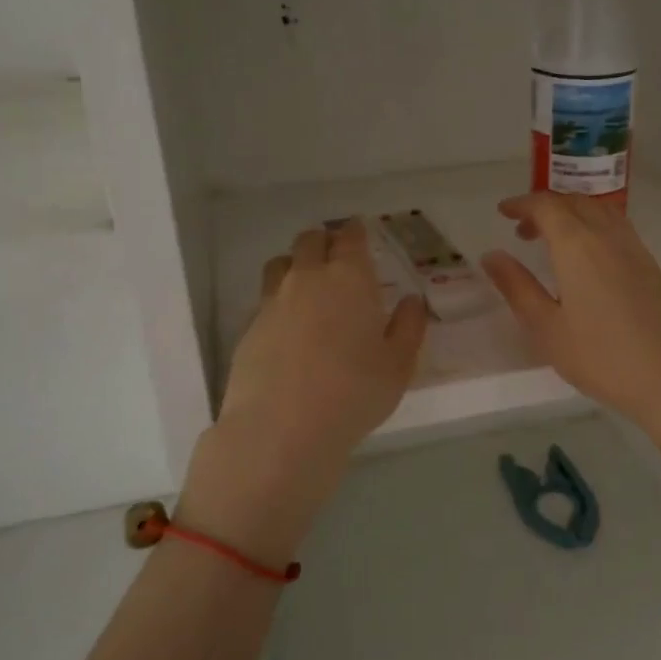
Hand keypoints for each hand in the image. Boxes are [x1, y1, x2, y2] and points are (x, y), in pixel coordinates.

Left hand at [184, 221, 428, 556]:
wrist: (282, 428)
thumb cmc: (354, 393)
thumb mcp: (398, 365)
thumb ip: (408, 327)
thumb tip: (412, 302)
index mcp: (349, 278)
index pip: (350, 237)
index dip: (356, 231)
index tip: (360, 233)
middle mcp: (307, 278)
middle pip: (310, 241)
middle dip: (325, 242)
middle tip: (337, 258)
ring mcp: (272, 301)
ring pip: (281, 264)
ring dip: (296, 264)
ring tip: (308, 285)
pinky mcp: (248, 327)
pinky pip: (265, 298)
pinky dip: (279, 300)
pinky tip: (289, 327)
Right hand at [482, 193, 660, 443]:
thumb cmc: (600, 357)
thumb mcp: (547, 328)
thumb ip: (517, 287)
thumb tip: (492, 256)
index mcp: (578, 246)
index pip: (547, 206)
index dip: (522, 204)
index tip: (503, 212)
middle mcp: (608, 236)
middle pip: (575, 202)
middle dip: (545, 207)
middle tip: (522, 230)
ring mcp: (635, 249)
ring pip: (600, 211)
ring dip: (572, 213)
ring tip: (553, 240)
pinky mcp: (652, 266)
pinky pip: (618, 227)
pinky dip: (594, 225)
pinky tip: (588, 257)